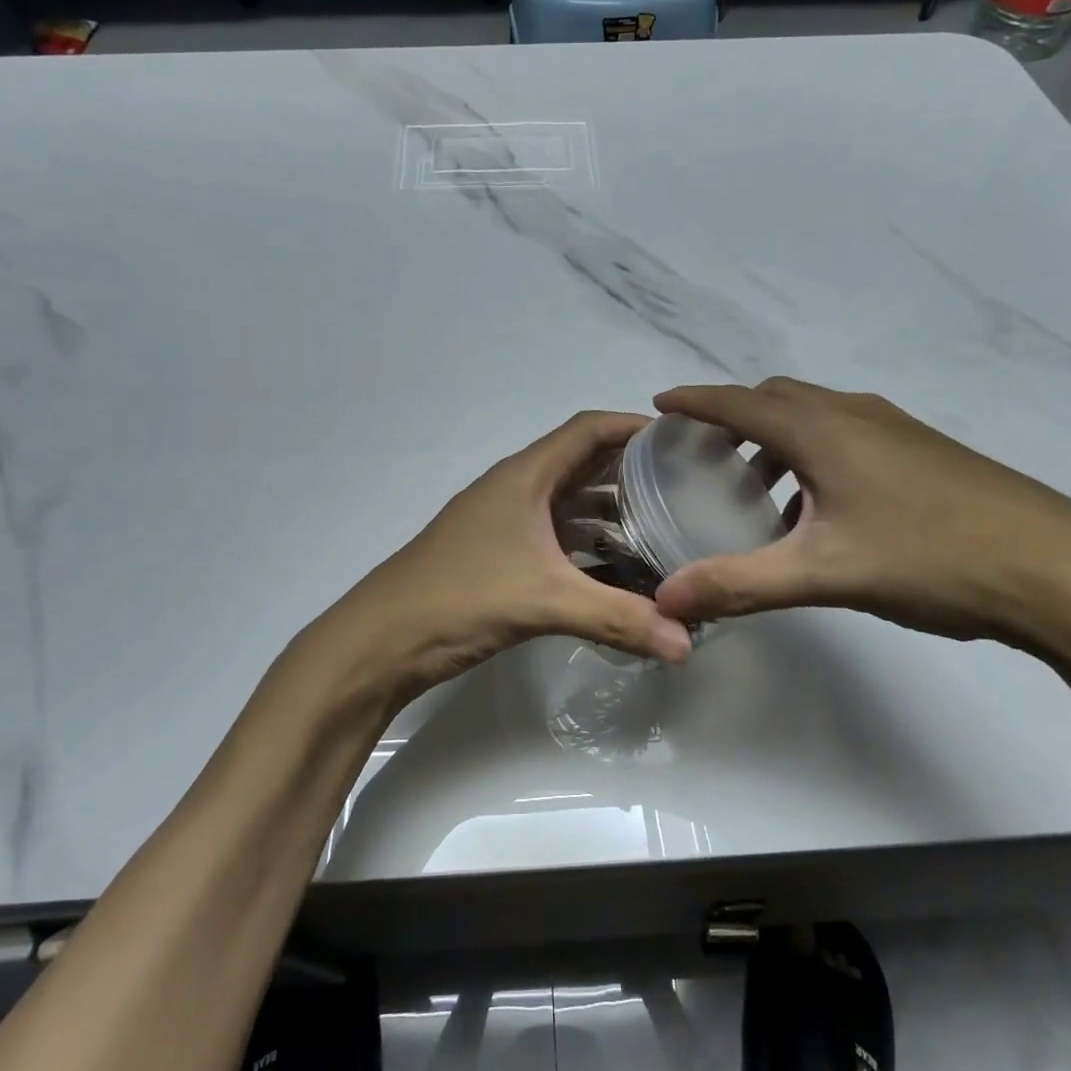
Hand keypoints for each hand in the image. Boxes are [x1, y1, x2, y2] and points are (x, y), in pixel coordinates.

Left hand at [325, 411, 693, 704]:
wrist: (382, 640)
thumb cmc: (460, 598)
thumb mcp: (545, 602)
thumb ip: (619, 618)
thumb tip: (687, 644)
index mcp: (524, 476)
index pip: (586, 429)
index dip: (631, 426)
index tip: (679, 439)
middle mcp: (515, 489)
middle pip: (581, 463)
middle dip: (629, 471)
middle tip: (683, 486)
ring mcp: (504, 522)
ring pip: (567, 503)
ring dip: (608, 510)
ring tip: (660, 527)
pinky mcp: (498, 554)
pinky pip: (553, 536)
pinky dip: (586, 544)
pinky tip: (616, 568)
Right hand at [650, 379, 1070, 665]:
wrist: (1063, 571)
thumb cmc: (931, 559)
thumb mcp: (824, 573)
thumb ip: (740, 583)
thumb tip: (666, 599)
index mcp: (823, 430)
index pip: (739, 401)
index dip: (694, 401)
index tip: (659, 404)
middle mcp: (856, 414)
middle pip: (777, 399)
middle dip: (734, 418)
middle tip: (704, 456)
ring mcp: (897, 429)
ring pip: (816, 416)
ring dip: (777, 439)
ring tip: (757, 489)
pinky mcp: (926, 452)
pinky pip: (848, 435)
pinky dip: (814, 454)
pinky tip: (822, 509)